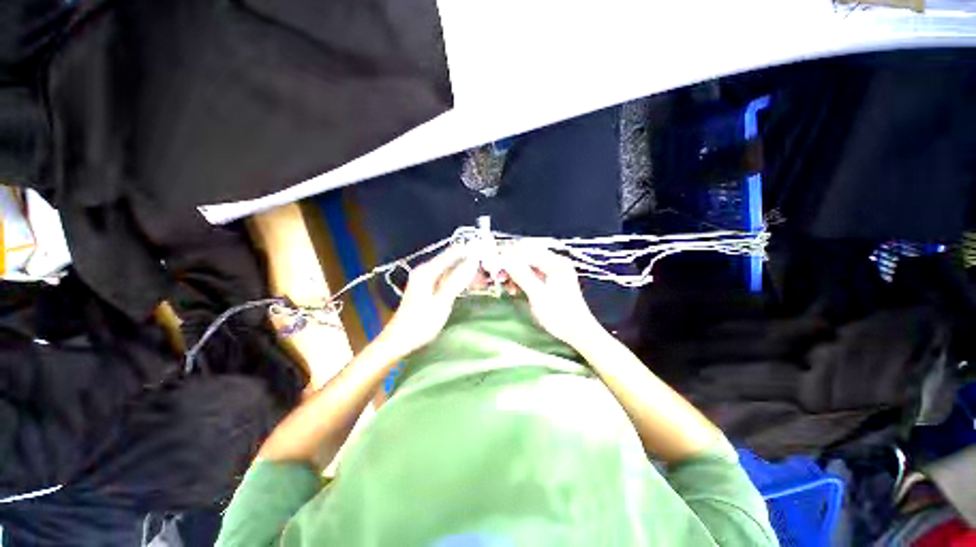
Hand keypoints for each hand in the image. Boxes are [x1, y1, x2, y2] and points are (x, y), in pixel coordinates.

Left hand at [382, 245, 479, 354]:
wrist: (400, 339)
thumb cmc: (421, 322)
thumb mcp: (441, 303)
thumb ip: (456, 281)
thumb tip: (472, 263)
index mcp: (427, 271)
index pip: (451, 253)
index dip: (469, 252)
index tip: (486, 253)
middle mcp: (426, 270)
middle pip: (451, 260)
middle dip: (469, 263)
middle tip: (487, 271)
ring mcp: (426, 278)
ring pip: (451, 270)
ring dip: (466, 273)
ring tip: (483, 280)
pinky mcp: (428, 286)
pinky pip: (447, 278)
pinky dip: (459, 280)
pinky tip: (470, 286)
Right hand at [500, 242, 601, 344]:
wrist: (577, 333)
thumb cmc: (560, 314)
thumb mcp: (538, 294)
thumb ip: (521, 275)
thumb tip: (504, 259)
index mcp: (556, 263)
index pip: (529, 250)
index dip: (511, 254)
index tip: (495, 263)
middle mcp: (554, 263)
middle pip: (527, 256)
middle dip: (511, 264)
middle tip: (498, 276)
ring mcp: (552, 273)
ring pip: (527, 266)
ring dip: (514, 273)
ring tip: (505, 285)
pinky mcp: (548, 282)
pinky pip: (530, 275)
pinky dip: (520, 281)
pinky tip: (513, 290)